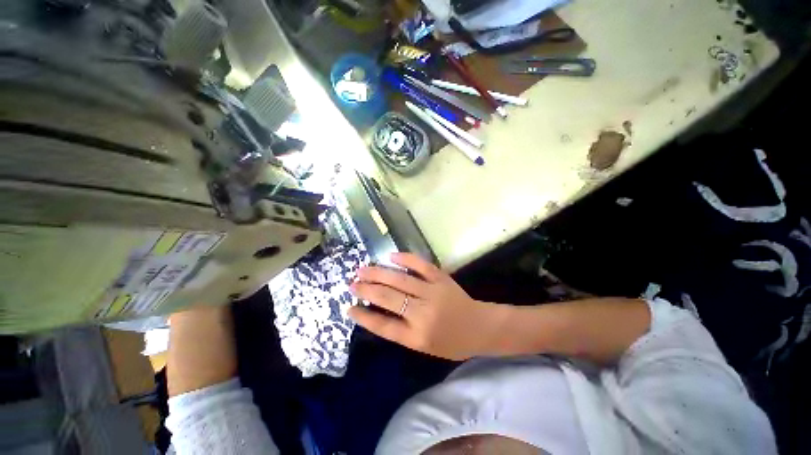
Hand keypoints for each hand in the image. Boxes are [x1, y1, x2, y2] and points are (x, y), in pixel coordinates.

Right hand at [348, 253, 504, 360]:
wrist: (480, 328)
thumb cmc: (451, 342)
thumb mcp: (423, 346)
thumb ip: (401, 330)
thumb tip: (377, 311)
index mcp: (417, 336)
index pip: (383, 325)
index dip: (364, 316)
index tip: (349, 307)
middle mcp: (422, 314)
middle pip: (388, 298)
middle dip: (366, 289)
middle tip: (352, 283)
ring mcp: (432, 292)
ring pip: (400, 279)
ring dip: (379, 273)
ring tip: (363, 269)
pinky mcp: (441, 278)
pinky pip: (421, 265)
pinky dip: (405, 259)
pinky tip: (391, 256)